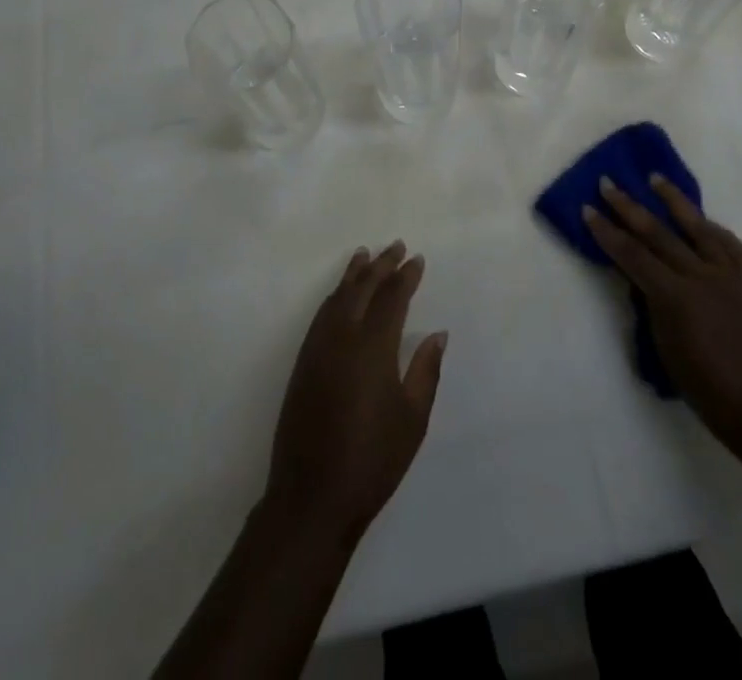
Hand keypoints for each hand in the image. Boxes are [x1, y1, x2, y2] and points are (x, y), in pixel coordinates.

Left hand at [264, 242, 445, 547]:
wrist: (312, 495)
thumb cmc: (373, 460)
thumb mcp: (412, 419)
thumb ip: (425, 371)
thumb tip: (437, 334)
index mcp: (373, 347)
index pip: (391, 298)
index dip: (405, 277)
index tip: (417, 259)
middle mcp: (343, 336)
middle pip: (362, 288)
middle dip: (381, 265)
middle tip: (396, 246)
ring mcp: (318, 347)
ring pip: (337, 296)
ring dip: (354, 274)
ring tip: (366, 255)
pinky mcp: (303, 361)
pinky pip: (322, 313)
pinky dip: (335, 295)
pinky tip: (341, 294)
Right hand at [584, 175, 741, 450]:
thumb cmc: (710, 392)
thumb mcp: (667, 350)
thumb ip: (655, 308)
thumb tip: (647, 282)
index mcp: (675, 296)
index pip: (631, 254)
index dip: (607, 231)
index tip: (588, 209)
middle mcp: (701, 277)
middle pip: (658, 233)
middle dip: (629, 207)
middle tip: (608, 183)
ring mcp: (730, 277)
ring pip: (698, 228)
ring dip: (674, 201)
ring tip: (656, 179)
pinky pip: (732, 247)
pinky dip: (715, 230)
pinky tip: (705, 221)